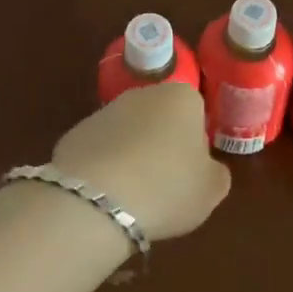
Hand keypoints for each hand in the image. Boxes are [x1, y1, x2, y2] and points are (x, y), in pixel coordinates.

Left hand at [51, 82, 231, 240]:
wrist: (97, 198)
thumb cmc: (167, 187)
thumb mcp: (211, 190)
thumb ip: (216, 173)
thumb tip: (207, 168)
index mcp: (183, 97)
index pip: (197, 113)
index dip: (196, 144)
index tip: (191, 173)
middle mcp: (144, 93)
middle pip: (161, 119)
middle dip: (163, 146)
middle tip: (165, 185)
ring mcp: (106, 110)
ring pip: (129, 134)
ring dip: (132, 156)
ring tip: (133, 196)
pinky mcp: (76, 131)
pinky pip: (101, 150)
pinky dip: (104, 168)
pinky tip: (105, 196)